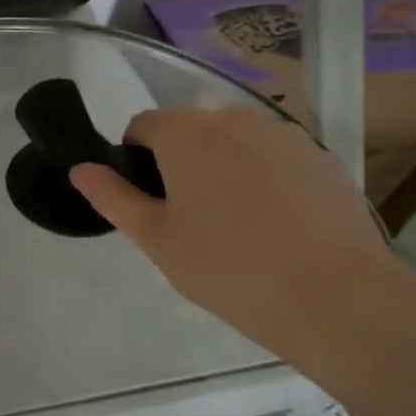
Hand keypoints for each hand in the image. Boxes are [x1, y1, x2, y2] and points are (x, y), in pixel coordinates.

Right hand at [69, 107, 408, 364]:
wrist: (335, 296)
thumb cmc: (228, 268)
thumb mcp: (156, 239)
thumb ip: (113, 197)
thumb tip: (80, 169)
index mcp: (186, 134)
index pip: (143, 125)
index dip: (134, 159)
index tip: (147, 201)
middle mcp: (234, 119)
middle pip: (190, 129)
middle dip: (180, 161)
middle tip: (188, 218)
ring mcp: (284, 135)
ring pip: (234, 141)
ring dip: (222, 166)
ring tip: (236, 223)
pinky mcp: (321, 157)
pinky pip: (274, 156)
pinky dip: (263, 176)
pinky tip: (277, 224)